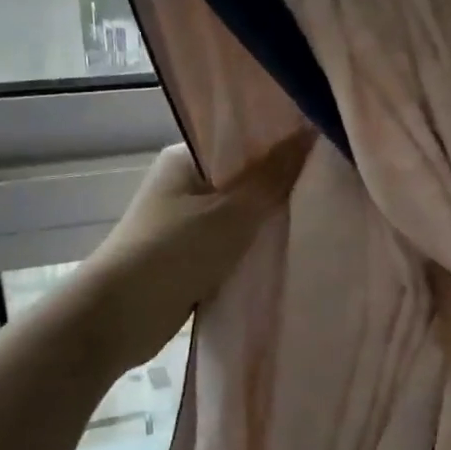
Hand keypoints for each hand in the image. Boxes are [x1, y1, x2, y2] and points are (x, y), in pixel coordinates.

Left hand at [78, 133, 313, 372]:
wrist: (119, 318)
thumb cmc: (173, 252)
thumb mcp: (231, 212)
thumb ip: (273, 177)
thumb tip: (311, 131)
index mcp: (186, 159)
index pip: (242, 140)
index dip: (282, 144)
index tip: (325, 149)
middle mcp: (185, 185)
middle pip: (244, 179)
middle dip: (281, 187)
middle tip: (331, 186)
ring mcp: (186, 223)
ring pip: (241, 216)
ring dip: (269, 223)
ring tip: (321, 217)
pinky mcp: (190, 258)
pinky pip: (233, 246)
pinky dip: (255, 250)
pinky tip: (291, 251)